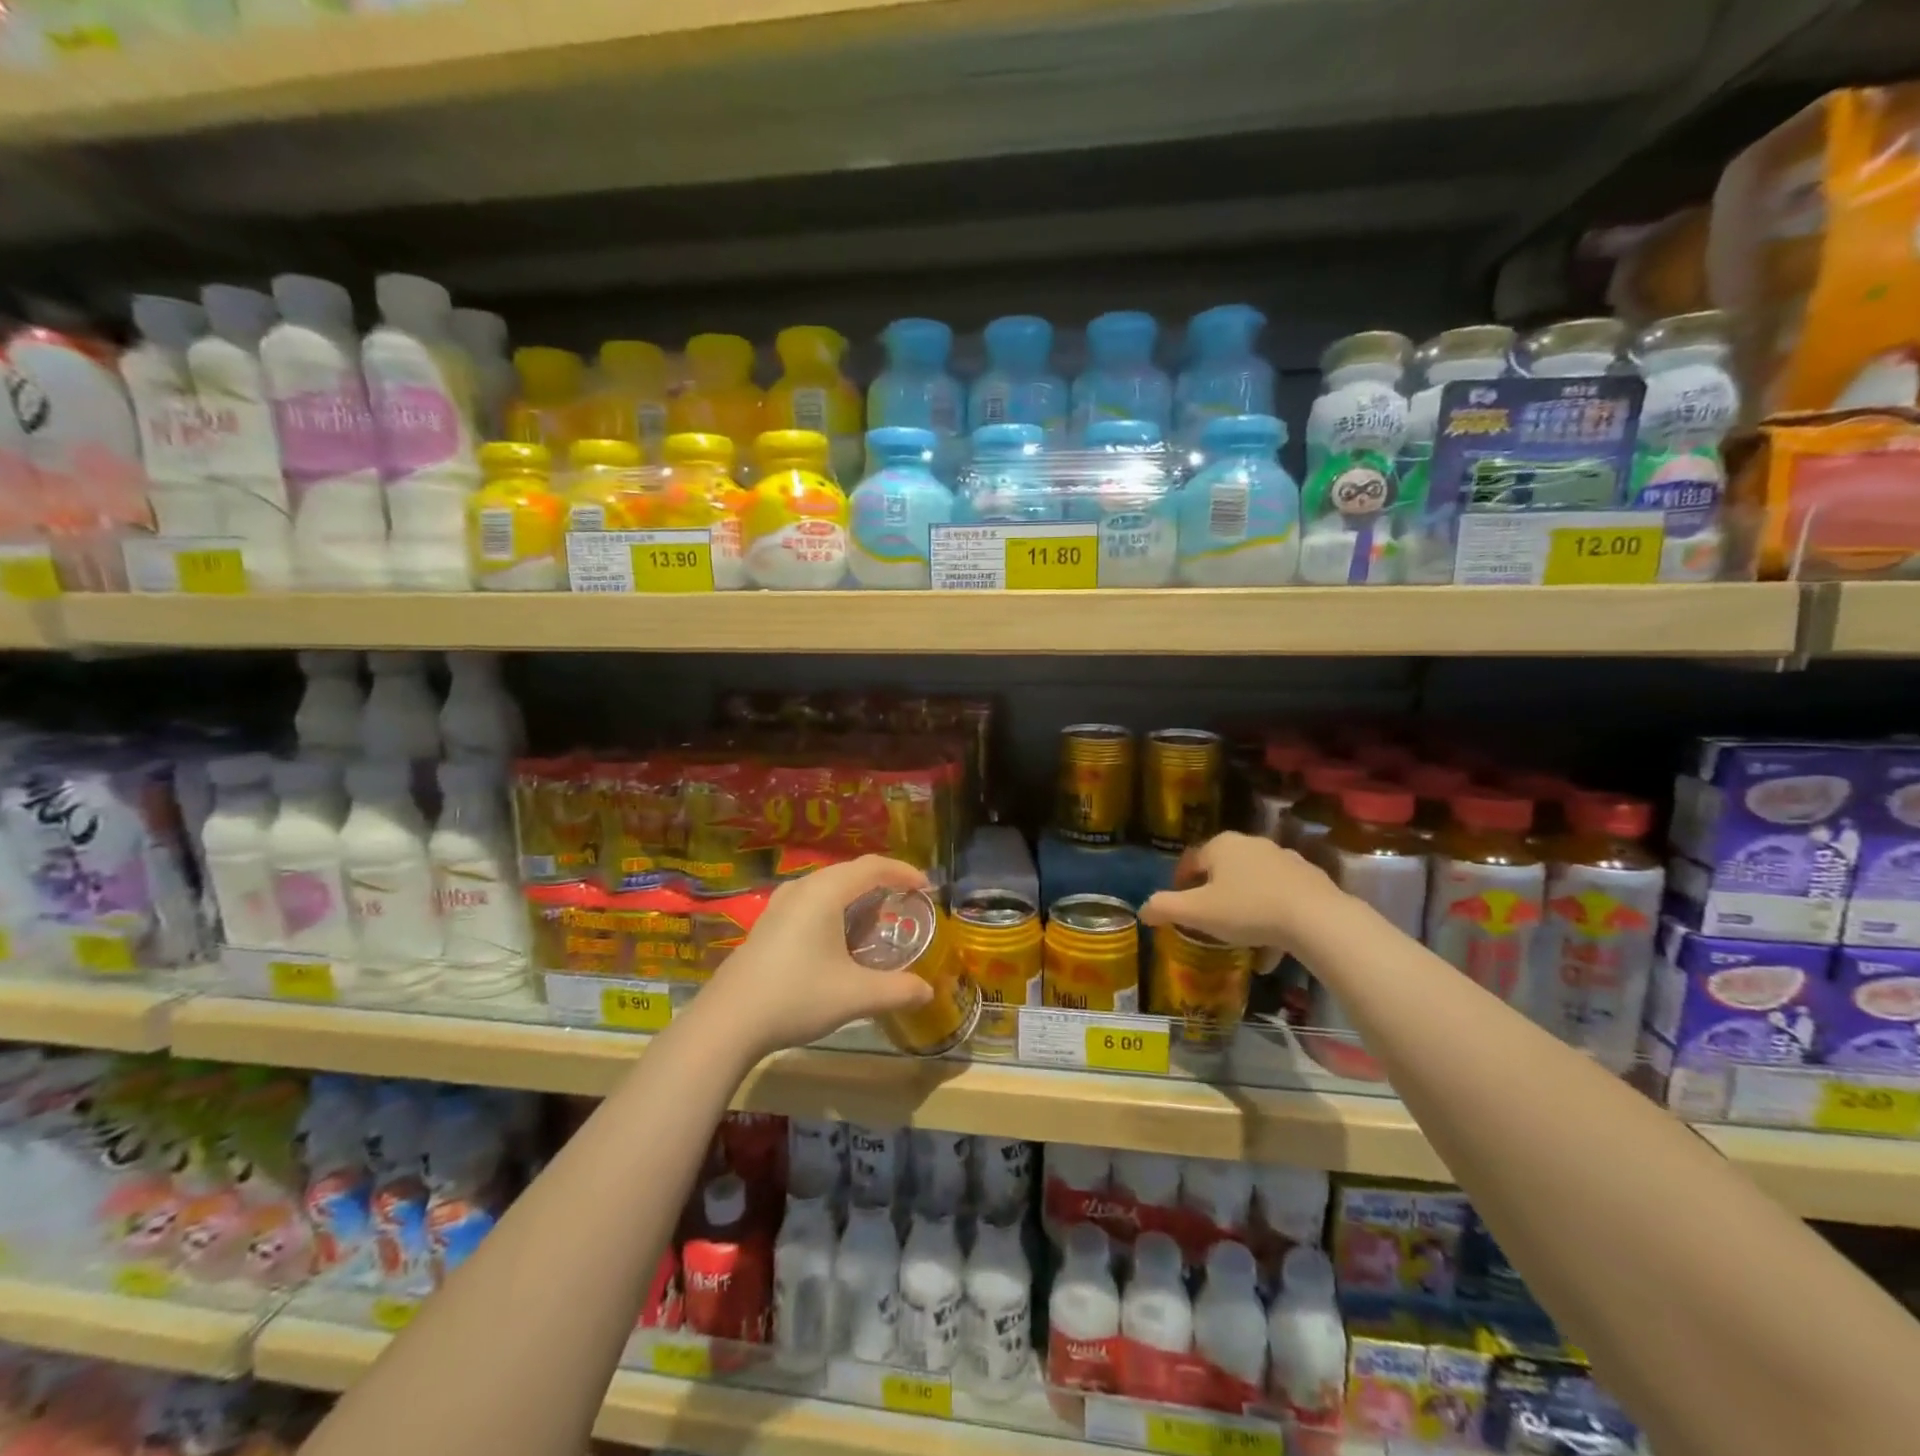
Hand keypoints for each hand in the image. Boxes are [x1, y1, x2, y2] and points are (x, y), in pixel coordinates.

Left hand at [699, 856, 935, 1058]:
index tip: (926, 887)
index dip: (903, 871)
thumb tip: (928, 992)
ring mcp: (779, 905)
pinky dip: (833, 908)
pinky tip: (836, 939)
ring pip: (826, 886)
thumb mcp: (855, 996)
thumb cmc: (796, 997)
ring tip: (873, 920)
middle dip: (881, 882)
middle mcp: (801, 889)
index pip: (872, 867)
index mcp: (825, 893)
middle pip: (849, 871)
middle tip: (904, 902)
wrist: (728, 1021)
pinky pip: (810, 901)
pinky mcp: (767, 924)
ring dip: (854, 896)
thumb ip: (897, 990)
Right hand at [1138, 831, 1340, 970]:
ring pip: (1254, 885)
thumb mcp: (1198, 912)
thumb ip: (1165, 908)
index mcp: (1222, 845)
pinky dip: (1272, 918)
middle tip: (1208, 921)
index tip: (1179, 906)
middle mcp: (1252, 844)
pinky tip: (1273, 949)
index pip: (1192, 860)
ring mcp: (1285, 860)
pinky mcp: (1311, 880)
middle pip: (1224, 870)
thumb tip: (1143, 909)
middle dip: (1214, 895)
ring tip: (1242, 939)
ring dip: (1244, 908)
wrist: (1317, 919)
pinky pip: (1281, 898)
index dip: (1180, 882)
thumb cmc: (1248, 910)